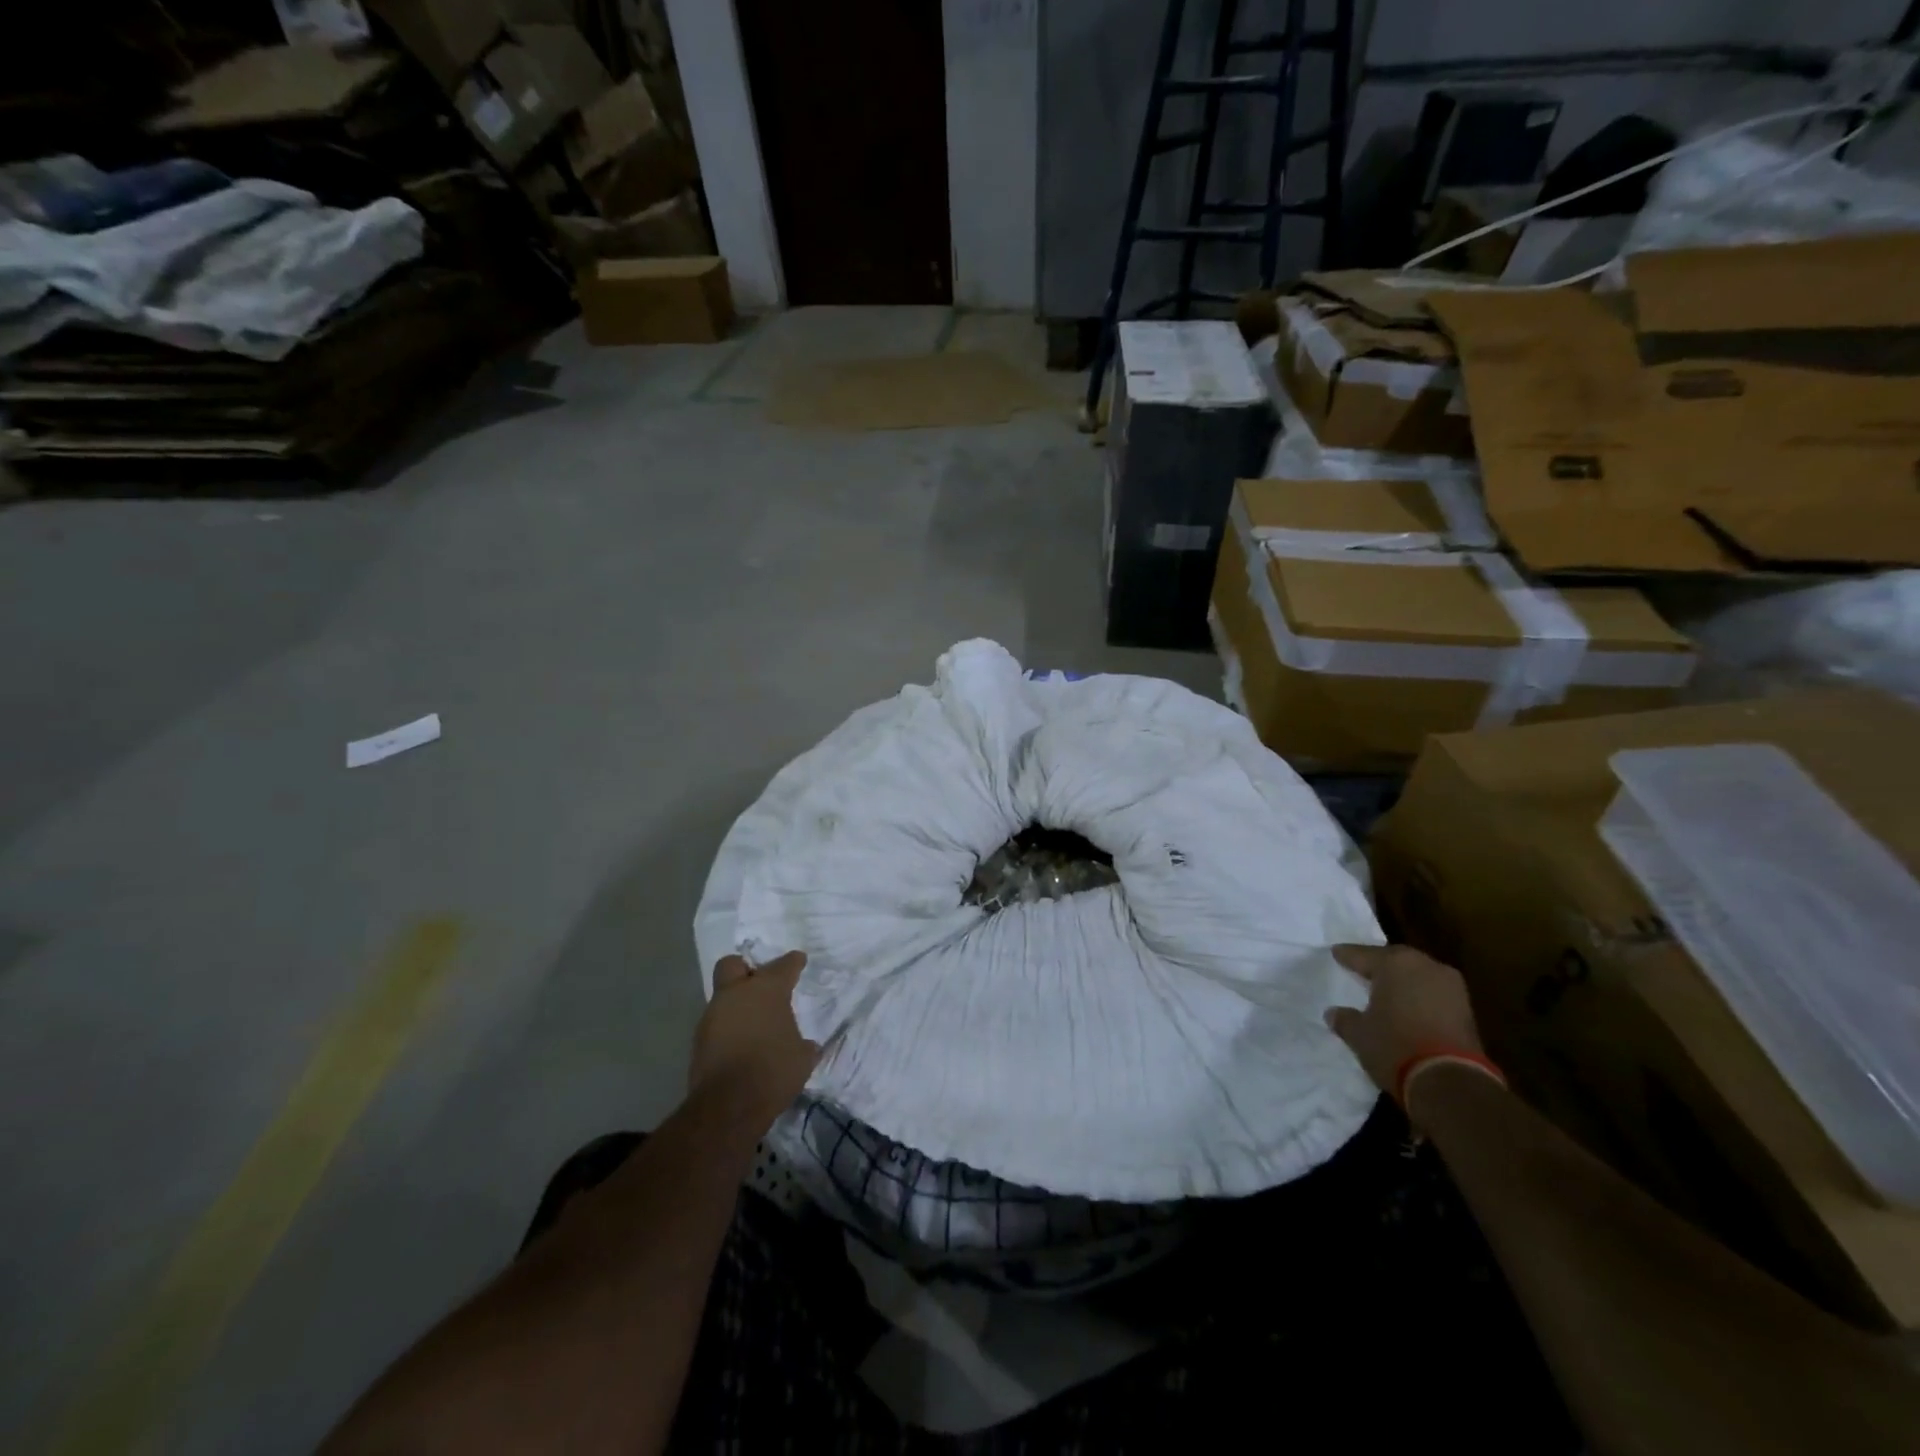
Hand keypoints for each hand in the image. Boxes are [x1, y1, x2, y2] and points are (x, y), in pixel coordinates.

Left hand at [691, 951, 819, 1116]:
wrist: (728, 1106)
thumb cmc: (773, 1072)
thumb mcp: (802, 1059)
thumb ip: (803, 1045)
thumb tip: (806, 1046)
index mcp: (767, 990)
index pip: (784, 965)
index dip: (793, 962)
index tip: (798, 961)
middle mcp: (737, 994)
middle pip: (734, 965)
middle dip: (746, 970)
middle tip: (759, 984)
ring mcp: (713, 1015)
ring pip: (723, 996)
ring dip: (736, 1004)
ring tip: (753, 1023)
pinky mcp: (699, 1040)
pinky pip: (716, 1023)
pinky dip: (727, 1028)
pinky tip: (740, 1045)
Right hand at [1324, 943, 1482, 1096]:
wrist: (1450, 1082)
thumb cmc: (1395, 1046)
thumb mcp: (1359, 1034)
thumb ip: (1345, 1019)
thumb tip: (1334, 1014)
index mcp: (1395, 963)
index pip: (1363, 954)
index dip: (1347, 956)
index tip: (1336, 953)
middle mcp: (1425, 966)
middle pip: (1396, 960)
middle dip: (1379, 965)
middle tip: (1362, 969)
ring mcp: (1451, 987)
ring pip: (1419, 976)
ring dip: (1403, 982)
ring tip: (1386, 990)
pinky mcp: (1467, 1011)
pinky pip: (1434, 994)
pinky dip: (1420, 998)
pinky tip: (1408, 1008)